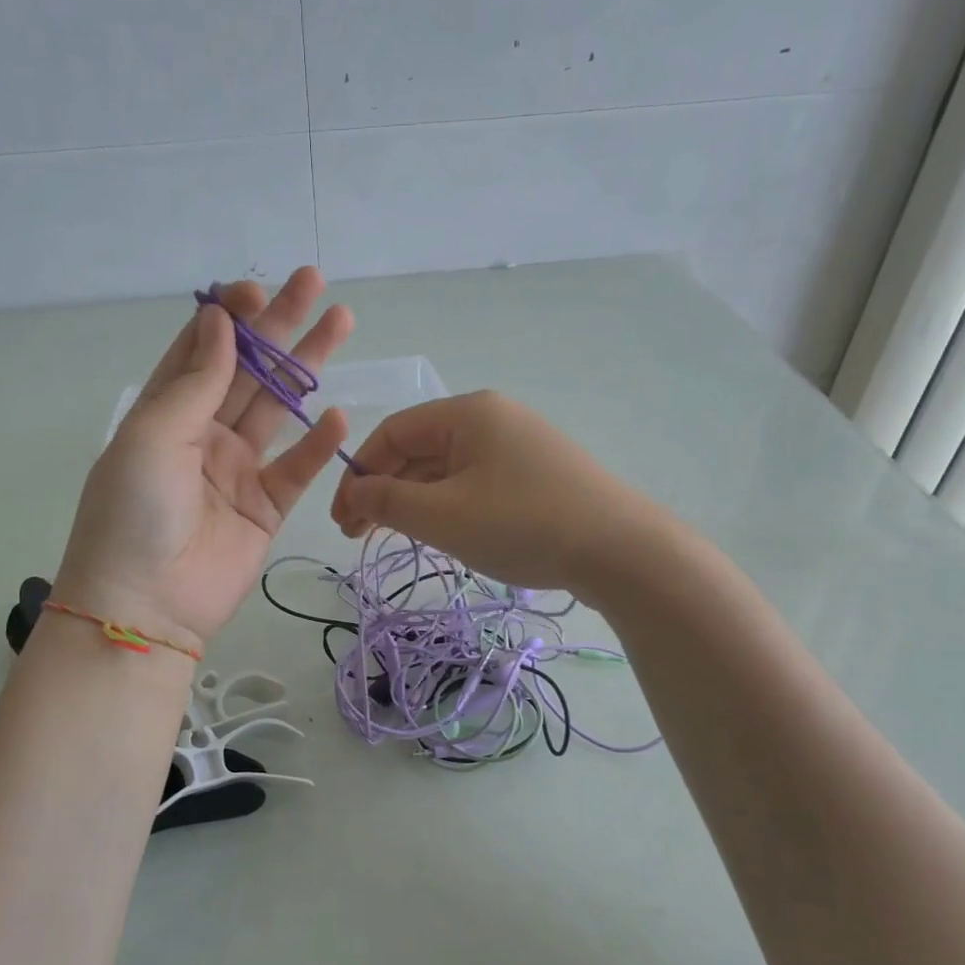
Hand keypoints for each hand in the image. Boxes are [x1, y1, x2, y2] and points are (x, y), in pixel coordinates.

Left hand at [55, 268, 351, 648]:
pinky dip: (319, 444)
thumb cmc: (133, 513)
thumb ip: (196, 382)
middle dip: (279, 327)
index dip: (229, 317)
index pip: (201, 351)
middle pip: (248, 371)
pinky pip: (297, 469)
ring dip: (308, 368)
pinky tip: (340, 415)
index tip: (257, 289)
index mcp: (165, 414)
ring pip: (279, 409)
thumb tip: (220, 321)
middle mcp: (203, 435)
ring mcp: (237, 471)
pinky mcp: (265, 508)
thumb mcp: (153, 437)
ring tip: (341, 322)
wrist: (146, 606)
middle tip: (314, 282)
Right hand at [330, 390, 656, 595]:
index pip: (392, 433)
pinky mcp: (538, 473)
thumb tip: (354, 490)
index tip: (342, 519)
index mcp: (466, 413)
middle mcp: (492, 418)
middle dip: (383, 490)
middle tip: (358, 536)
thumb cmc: (521, 523)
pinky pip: (475, 482)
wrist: (621, 551)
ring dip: (414, 500)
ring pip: (447, 468)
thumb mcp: (442, 515)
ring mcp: (519, 445)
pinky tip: (442, 532)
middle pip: (418, 449)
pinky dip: (448, 505)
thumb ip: (387, 500)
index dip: (358, 474)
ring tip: (396, 538)